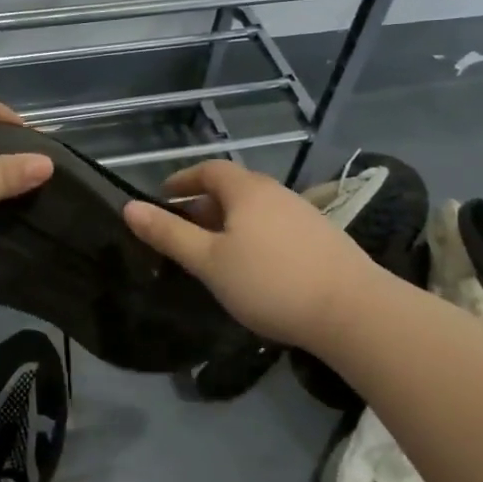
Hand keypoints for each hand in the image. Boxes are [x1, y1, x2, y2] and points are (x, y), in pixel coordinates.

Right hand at [121, 161, 375, 349]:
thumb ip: (169, 234)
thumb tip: (129, 207)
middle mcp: (276, 193)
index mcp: (246, 190)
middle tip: (182, 231)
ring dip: (229, 223)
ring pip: (255, 210)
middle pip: (232, 189)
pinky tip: (253, 267)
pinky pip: (275, 227)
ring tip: (213, 253)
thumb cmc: (270, 281)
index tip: (162, 196)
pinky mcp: (322, 238)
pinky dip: (253, 236)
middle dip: (203, 205)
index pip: (208, 170)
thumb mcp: (208, 261)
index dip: (183, 179)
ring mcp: (303, 214)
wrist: (353, 311)